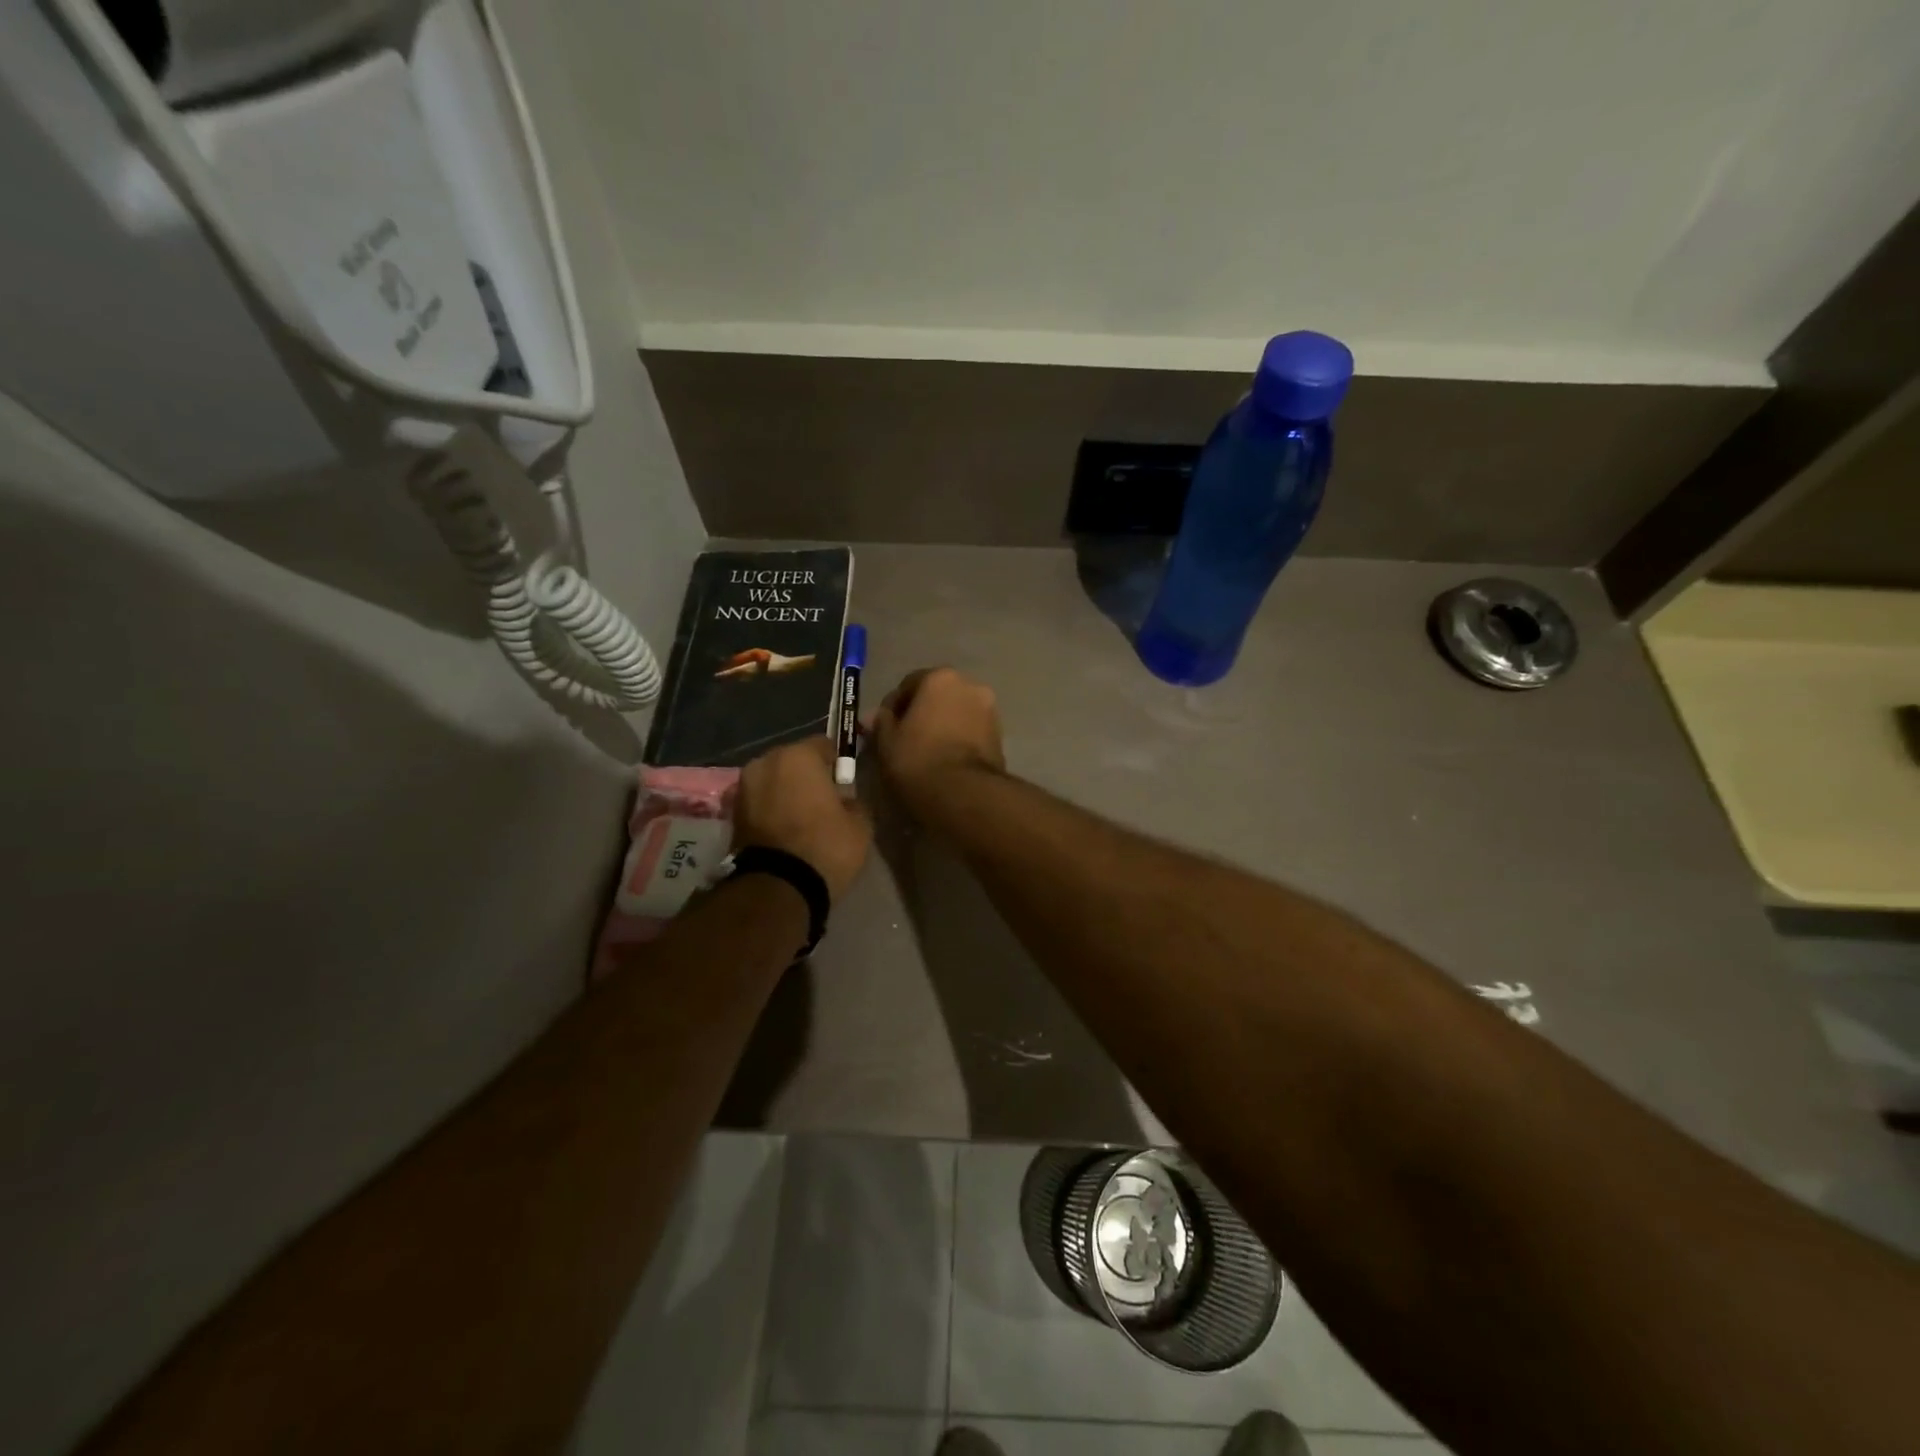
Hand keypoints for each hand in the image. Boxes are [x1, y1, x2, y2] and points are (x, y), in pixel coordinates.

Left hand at [735, 737, 871, 902]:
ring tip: (803, 819)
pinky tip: (786, 830)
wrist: (778, 888)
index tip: (846, 783)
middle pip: (794, 761)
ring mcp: (743, 787)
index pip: (825, 745)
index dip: (838, 763)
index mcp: (798, 756)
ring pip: (774, 781)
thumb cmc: (825, 847)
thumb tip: (844, 799)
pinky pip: (761, 802)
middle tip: (825, 801)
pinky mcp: (732, 814)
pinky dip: (772, 810)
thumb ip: (853, 800)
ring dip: (786, 793)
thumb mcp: (860, 823)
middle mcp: (765, 762)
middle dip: (808, 776)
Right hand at [871, 668, 1005, 815]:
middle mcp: (970, 685)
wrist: (964, 793)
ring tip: (927, 751)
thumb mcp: (887, 741)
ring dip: (942, 725)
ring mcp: (989, 709)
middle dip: (922, 712)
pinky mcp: (1000, 735)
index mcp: (940, 677)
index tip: (885, 728)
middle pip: (937, 695)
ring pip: (956, 712)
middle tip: (906, 739)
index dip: (894, 707)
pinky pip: (971, 730)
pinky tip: (946, 759)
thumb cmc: (918, 759)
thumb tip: (876, 716)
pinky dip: (958, 738)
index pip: (909, 684)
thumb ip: (881, 722)